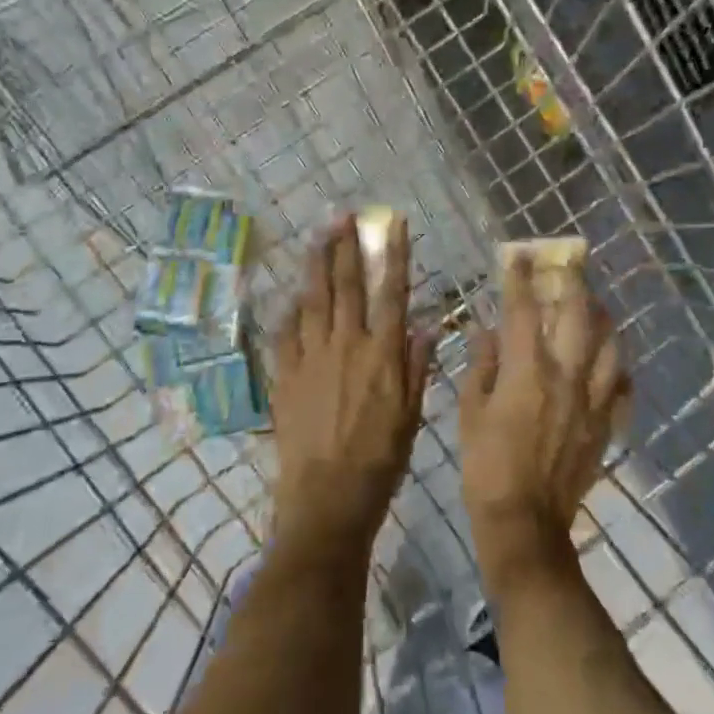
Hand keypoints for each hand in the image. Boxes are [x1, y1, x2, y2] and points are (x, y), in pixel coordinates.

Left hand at [269, 215, 435, 558]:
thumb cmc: (380, 459)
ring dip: (316, 265)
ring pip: (313, 300)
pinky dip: (290, 310)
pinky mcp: (285, 375)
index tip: (393, 224)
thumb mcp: (412, 415)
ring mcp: (311, 358)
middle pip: (345, 286)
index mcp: (382, 354)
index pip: (390, 292)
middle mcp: (346, 346)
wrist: (328, 497)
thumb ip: (418, 366)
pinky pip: (286, 333)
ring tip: (317, 237)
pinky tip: (292, 295)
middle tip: (343, 216)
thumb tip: (427, 324)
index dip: (393, 255)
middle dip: (346, 247)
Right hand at [459, 255, 628, 593]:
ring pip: (610, 346)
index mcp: (527, 371)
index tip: (516, 255)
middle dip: (572, 284)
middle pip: (577, 317)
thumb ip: (481, 366)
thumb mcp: (469, 412)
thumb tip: (486, 331)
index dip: (518, 279)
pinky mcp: (605, 425)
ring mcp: (592, 401)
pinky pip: (621, 387)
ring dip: (603, 319)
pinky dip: (618, 368)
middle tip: (569, 264)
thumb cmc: (486, 466)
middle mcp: (566, 377)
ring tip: (595, 306)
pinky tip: (611, 362)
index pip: (522, 311)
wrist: (525, 524)